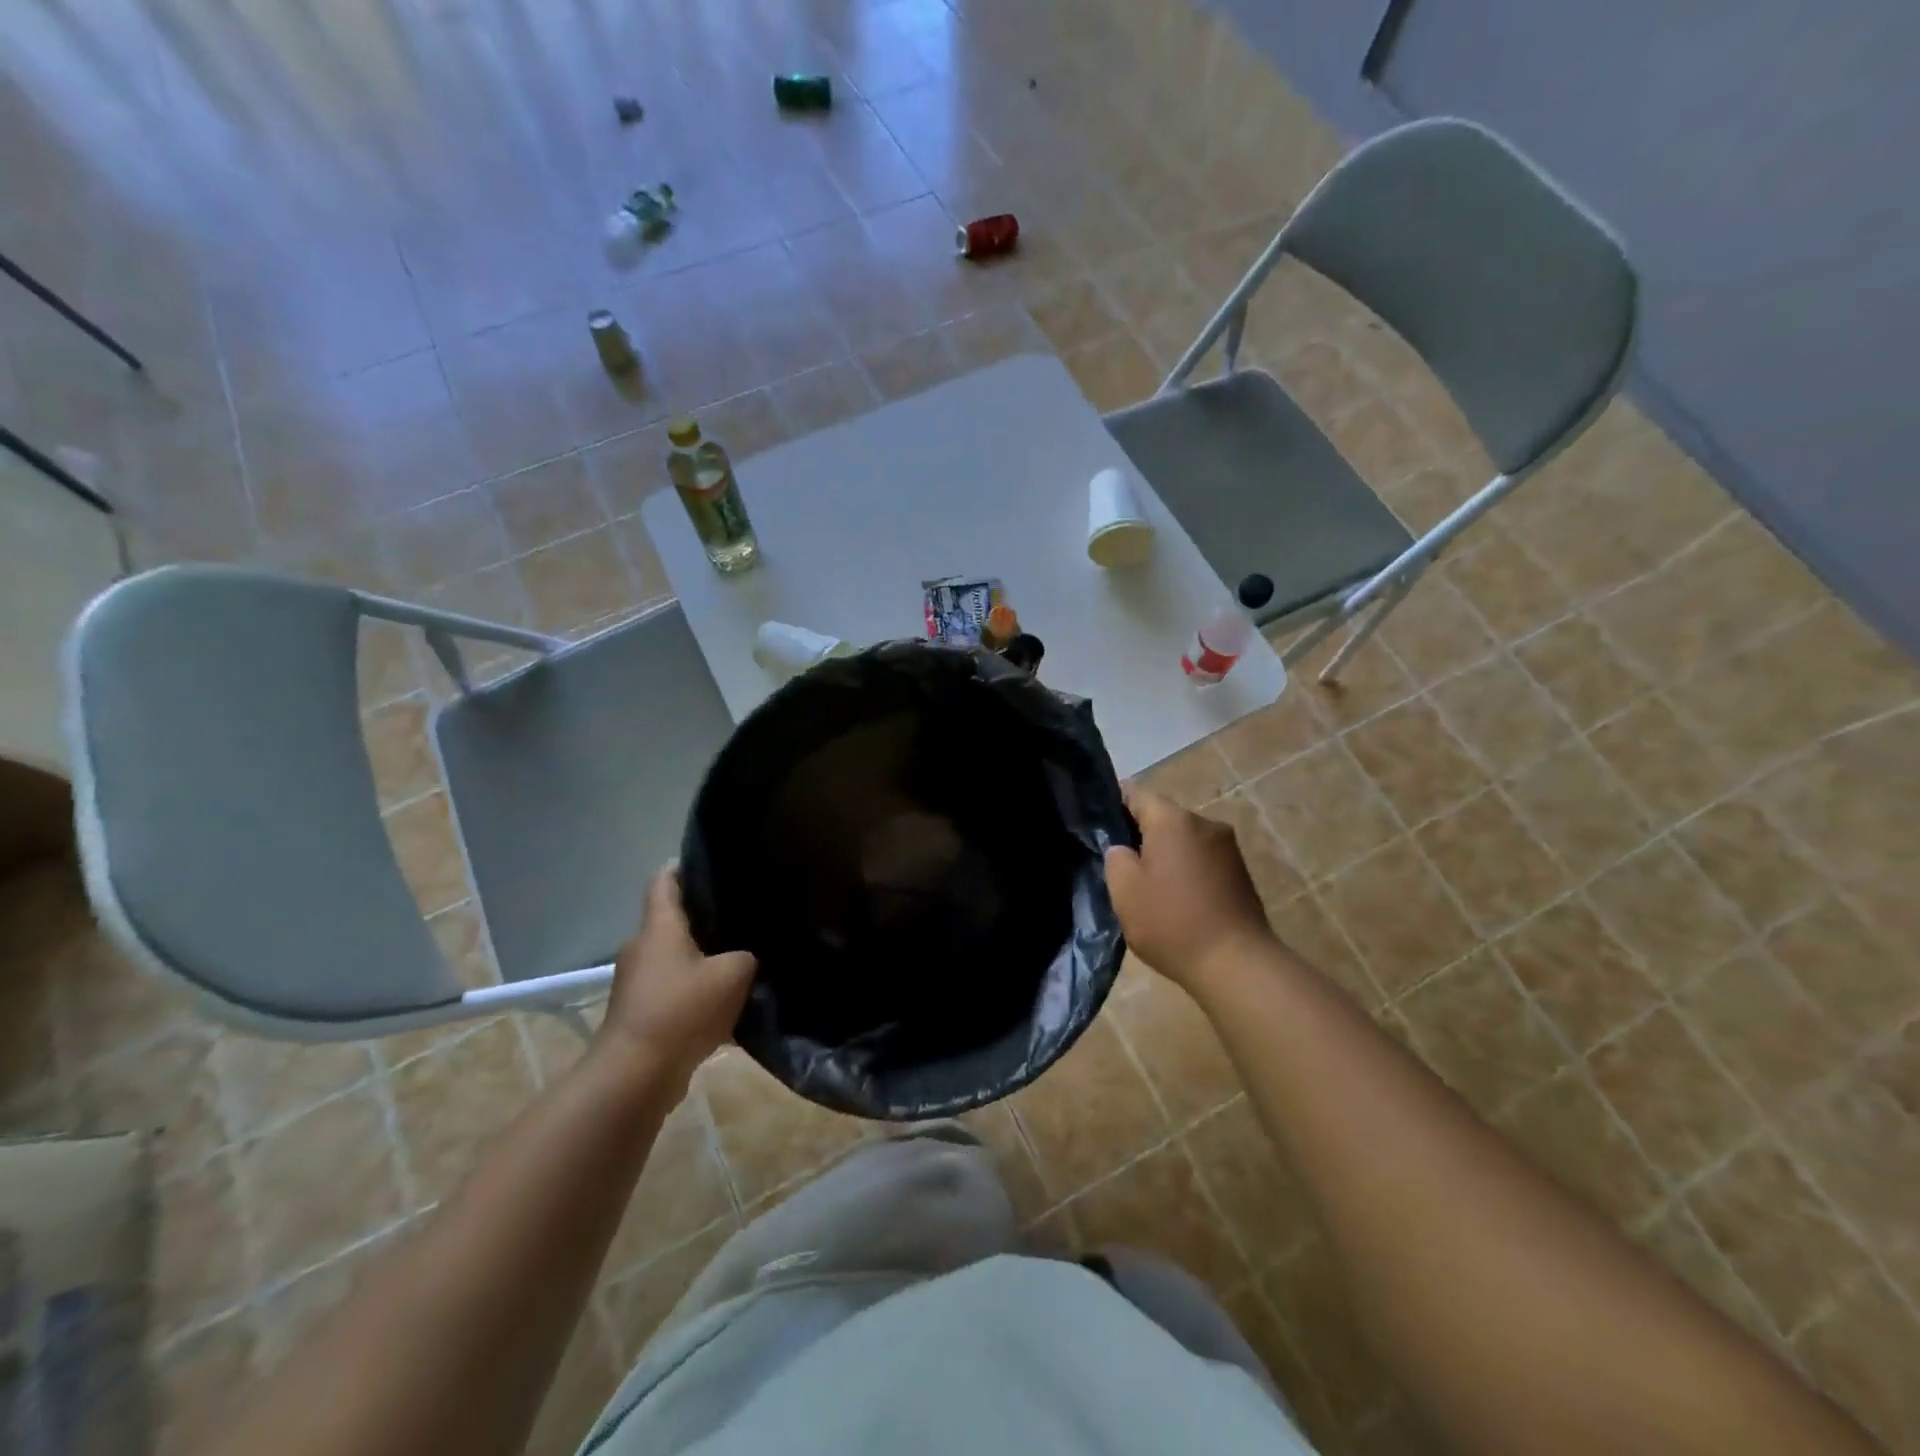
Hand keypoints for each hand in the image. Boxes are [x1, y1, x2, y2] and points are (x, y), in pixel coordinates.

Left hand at [596, 867, 756, 1086]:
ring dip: (702, 960)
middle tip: (741, 917)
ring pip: (676, 960)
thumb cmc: (682, 1009)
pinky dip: (696, 993)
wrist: (636, 1075)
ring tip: (740, 960)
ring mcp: (638, 983)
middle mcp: (643, 948)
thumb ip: (746, 957)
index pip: (664, 882)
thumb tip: (746, 957)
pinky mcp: (640, 1014)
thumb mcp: (733, 974)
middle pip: (673, 922)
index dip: (683, 867)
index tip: (710, 864)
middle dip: (704, 919)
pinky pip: (674, 992)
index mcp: (659, 928)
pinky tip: (726, 1004)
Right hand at [1104, 783, 1273, 995]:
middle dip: (1141, 835)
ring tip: (1149, 888)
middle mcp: (1204, 823)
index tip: (1100, 830)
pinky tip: (1177, 900)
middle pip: (1163, 817)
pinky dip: (1187, 872)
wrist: (1237, 964)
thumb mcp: (1125, 890)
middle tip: (1120, 866)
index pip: (1136, 795)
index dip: (1115, 807)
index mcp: (1173, 819)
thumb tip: (1123, 849)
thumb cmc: (1172, 922)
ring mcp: (1227, 848)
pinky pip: (1202, 860)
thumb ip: (1116, 858)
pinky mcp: (1241, 873)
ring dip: (1166, 856)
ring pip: (1184, 840)